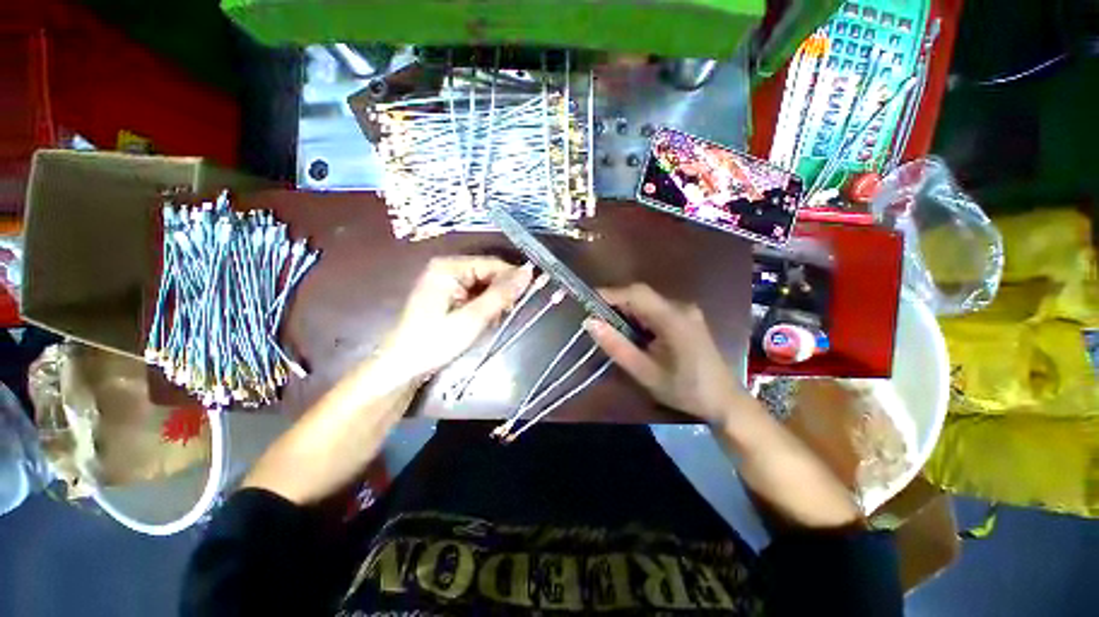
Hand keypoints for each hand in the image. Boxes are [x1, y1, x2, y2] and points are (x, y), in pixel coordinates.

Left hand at [381, 257, 533, 380]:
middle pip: (488, 273)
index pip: (493, 264)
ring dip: (493, 302)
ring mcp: (446, 281)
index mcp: (449, 267)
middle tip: (505, 316)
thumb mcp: (473, 318)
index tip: (528, 298)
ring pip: (484, 285)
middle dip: (500, 294)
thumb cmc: (436, 341)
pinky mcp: (446, 294)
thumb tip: (529, 272)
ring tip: (492, 322)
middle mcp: (447, 268)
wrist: (403, 366)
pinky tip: (482, 321)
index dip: (513, 279)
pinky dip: (483, 307)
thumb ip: (502, 294)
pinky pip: (474, 294)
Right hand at [584, 283, 747, 422]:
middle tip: (595, 320)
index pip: (637, 293)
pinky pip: (656, 309)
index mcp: (673, 318)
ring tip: (610, 328)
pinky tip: (633, 333)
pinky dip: (639, 316)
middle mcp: (681, 307)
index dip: (610, 293)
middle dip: (616, 304)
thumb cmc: (685, 390)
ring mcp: (686, 311)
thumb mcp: (645, 372)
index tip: (586, 301)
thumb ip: (617, 346)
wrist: (725, 401)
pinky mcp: (686, 317)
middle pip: (641, 295)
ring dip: (627, 310)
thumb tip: (590, 322)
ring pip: (647, 301)